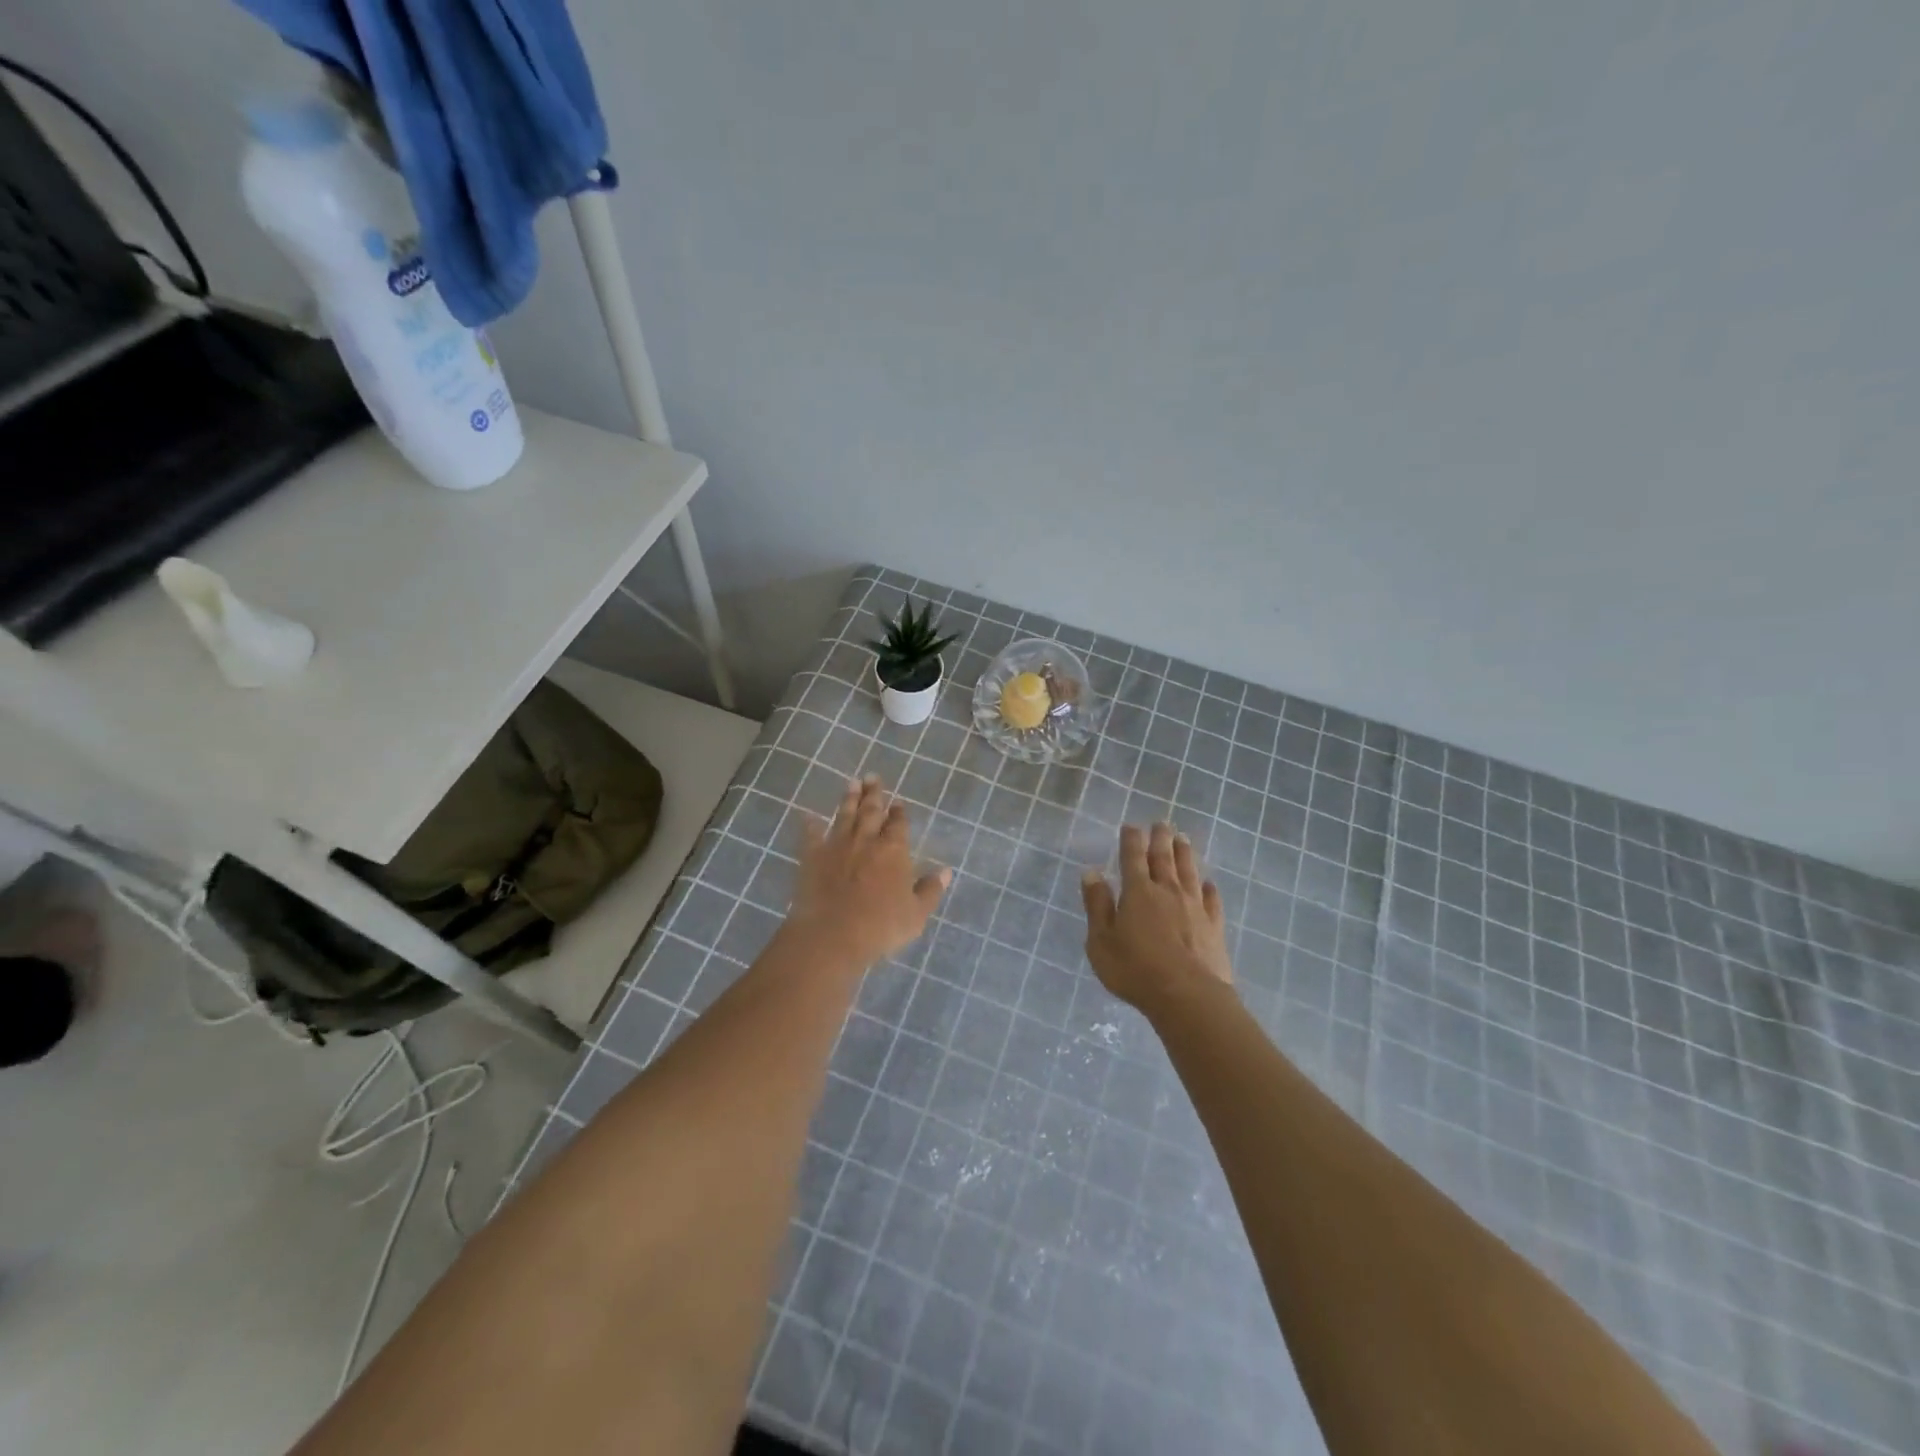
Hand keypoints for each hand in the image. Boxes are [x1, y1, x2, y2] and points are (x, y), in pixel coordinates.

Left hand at [784, 776, 949, 967]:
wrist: (832, 934)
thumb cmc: (881, 927)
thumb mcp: (916, 914)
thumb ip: (930, 890)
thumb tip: (946, 871)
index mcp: (894, 850)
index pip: (898, 824)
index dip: (899, 812)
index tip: (898, 801)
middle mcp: (866, 840)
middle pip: (871, 811)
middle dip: (874, 794)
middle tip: (873, 777)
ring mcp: (837, 846)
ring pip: (845, 816)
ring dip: (849, 799)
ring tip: (852, 783)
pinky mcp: (812, 857)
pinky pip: (811, 835)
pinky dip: (810, 825)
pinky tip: (808, 815)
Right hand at [1082, 822, 1233, 1015]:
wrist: (1188, 996)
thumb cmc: (1135, 970)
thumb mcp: (1101, 941)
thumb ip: (1097, 905)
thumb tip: (1091, 872)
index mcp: (1138, 892)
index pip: (1133, 857)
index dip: (1131, 839)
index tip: (1131, 826)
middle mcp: (1168, 891)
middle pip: (1164, 858)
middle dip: (1160, 839)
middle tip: (1161, 823)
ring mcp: (1195, 907)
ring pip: (1190, 872)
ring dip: (1185, 854)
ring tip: (1184, 839)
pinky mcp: (1214, 926)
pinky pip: (1212, 900)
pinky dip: (1210, 889)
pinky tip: (1209, 884)